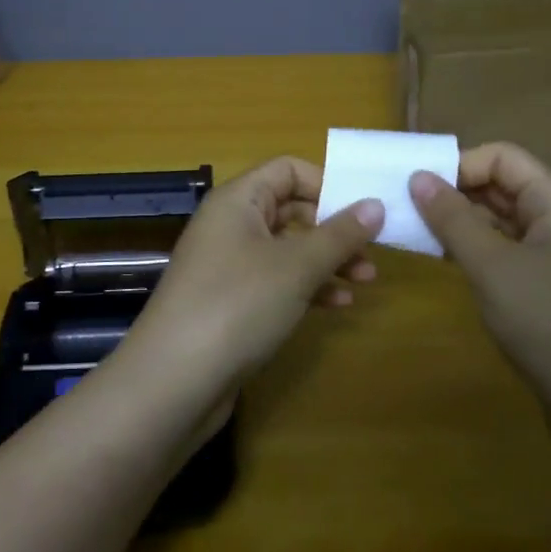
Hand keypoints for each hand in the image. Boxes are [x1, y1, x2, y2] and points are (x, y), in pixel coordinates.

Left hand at [128, 157, 383, 392]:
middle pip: (290, 209)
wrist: (173, 381)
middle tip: (372, 250)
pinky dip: (307, 287)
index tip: (364, 210)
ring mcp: (228, 265)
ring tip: (366, 280)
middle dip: (333, 227)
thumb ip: (340, 234)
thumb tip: (376, 204)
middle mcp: (230, 225)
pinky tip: (338, 305)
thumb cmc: (238, 304)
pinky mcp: (230, 303)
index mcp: (238, 200)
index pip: (288, 169)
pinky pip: (276, 281)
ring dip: (326, 260)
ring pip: (287, 248)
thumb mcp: (296, 266)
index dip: (327, 183)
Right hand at [408, 143, 550, 433]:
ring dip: (462, 224)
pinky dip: (477, 253)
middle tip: (408, 209)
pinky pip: (509, 255)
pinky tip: (447, 264)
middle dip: (456, 193)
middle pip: (504, 187)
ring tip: (418, 234)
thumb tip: (419, 177)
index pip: (504, 157)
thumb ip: (453, 219)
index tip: (418, 188)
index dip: (460, 164)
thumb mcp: (494, 267)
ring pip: (504, 223)